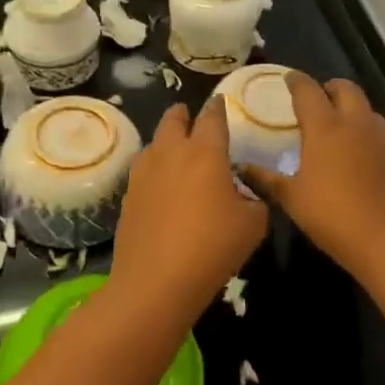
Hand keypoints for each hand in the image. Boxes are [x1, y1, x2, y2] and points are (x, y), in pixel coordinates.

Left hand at [111, 99, 267, 314]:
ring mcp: (144, 172)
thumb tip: (246, 194)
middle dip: (184, 114)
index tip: (221, 102)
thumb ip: (255, 200)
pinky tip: (162, 183)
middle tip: (192, 118)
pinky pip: (143, 168)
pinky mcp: (129, 194)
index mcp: (206, 152)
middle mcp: (172, 152)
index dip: (219, 107)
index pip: (213, 116)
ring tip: (177, 150)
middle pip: (174, 119)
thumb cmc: (212, 248)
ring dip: (167, 139)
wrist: (156, 282)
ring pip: (155, 142)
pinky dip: (155, 166)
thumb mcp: (254, 225)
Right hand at [240, 75, 384, 278]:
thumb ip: (266, 179)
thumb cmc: (333, 216)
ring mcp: (381, 139)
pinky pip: (378, 133)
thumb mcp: (292, 199)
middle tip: (316, 100)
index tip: (288, 79)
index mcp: (325, 127)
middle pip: (345, 88)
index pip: (308, 91)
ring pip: (366, 108)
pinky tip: (356, 154)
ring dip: (350, 107)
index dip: (296, 81)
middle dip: (329, 87)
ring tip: (336, 124)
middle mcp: (355, 124)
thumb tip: (241, 168)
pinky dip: (364, 132)